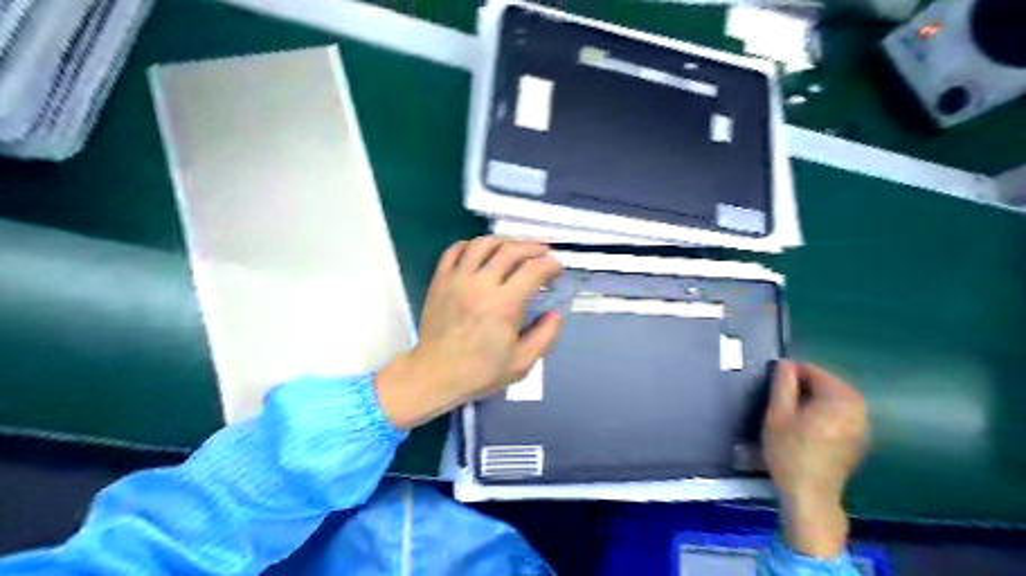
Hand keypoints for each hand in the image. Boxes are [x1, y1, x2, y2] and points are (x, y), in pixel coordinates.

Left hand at [375, 235, 560, 429]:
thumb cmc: (480, 372)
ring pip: (483, 244)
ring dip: (504, 241)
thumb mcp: (522, 362)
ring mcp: (457, 279)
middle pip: (511, 250)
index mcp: (504, 305)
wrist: (435, 374)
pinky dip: (471, 245)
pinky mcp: (440, 280)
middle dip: (533, 247)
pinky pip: (455, 250)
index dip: (551, 265)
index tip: (557, 270)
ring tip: (514, 248)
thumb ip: (545, 335)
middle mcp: (481, 284)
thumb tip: (556, 313)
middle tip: (543, 252)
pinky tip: (482, 253)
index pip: (534, 270)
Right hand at [765, 360, 867, 557]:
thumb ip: (783, 384)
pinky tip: (807, 427)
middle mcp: (859, 408)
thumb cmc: (789, 452)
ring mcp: (863, 425)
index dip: (790, 374)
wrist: (809, 495)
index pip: (813, 371)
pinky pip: (841, 414)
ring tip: (791, 412)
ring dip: (813, 399)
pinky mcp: (860, 440)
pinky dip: (824, 412)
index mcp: (840, 398)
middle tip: (779, 400)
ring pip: (834, 399)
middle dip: (803, 387)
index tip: (772, 386)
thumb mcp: (777, 414)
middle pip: (826, 384)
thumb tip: (785, 363)